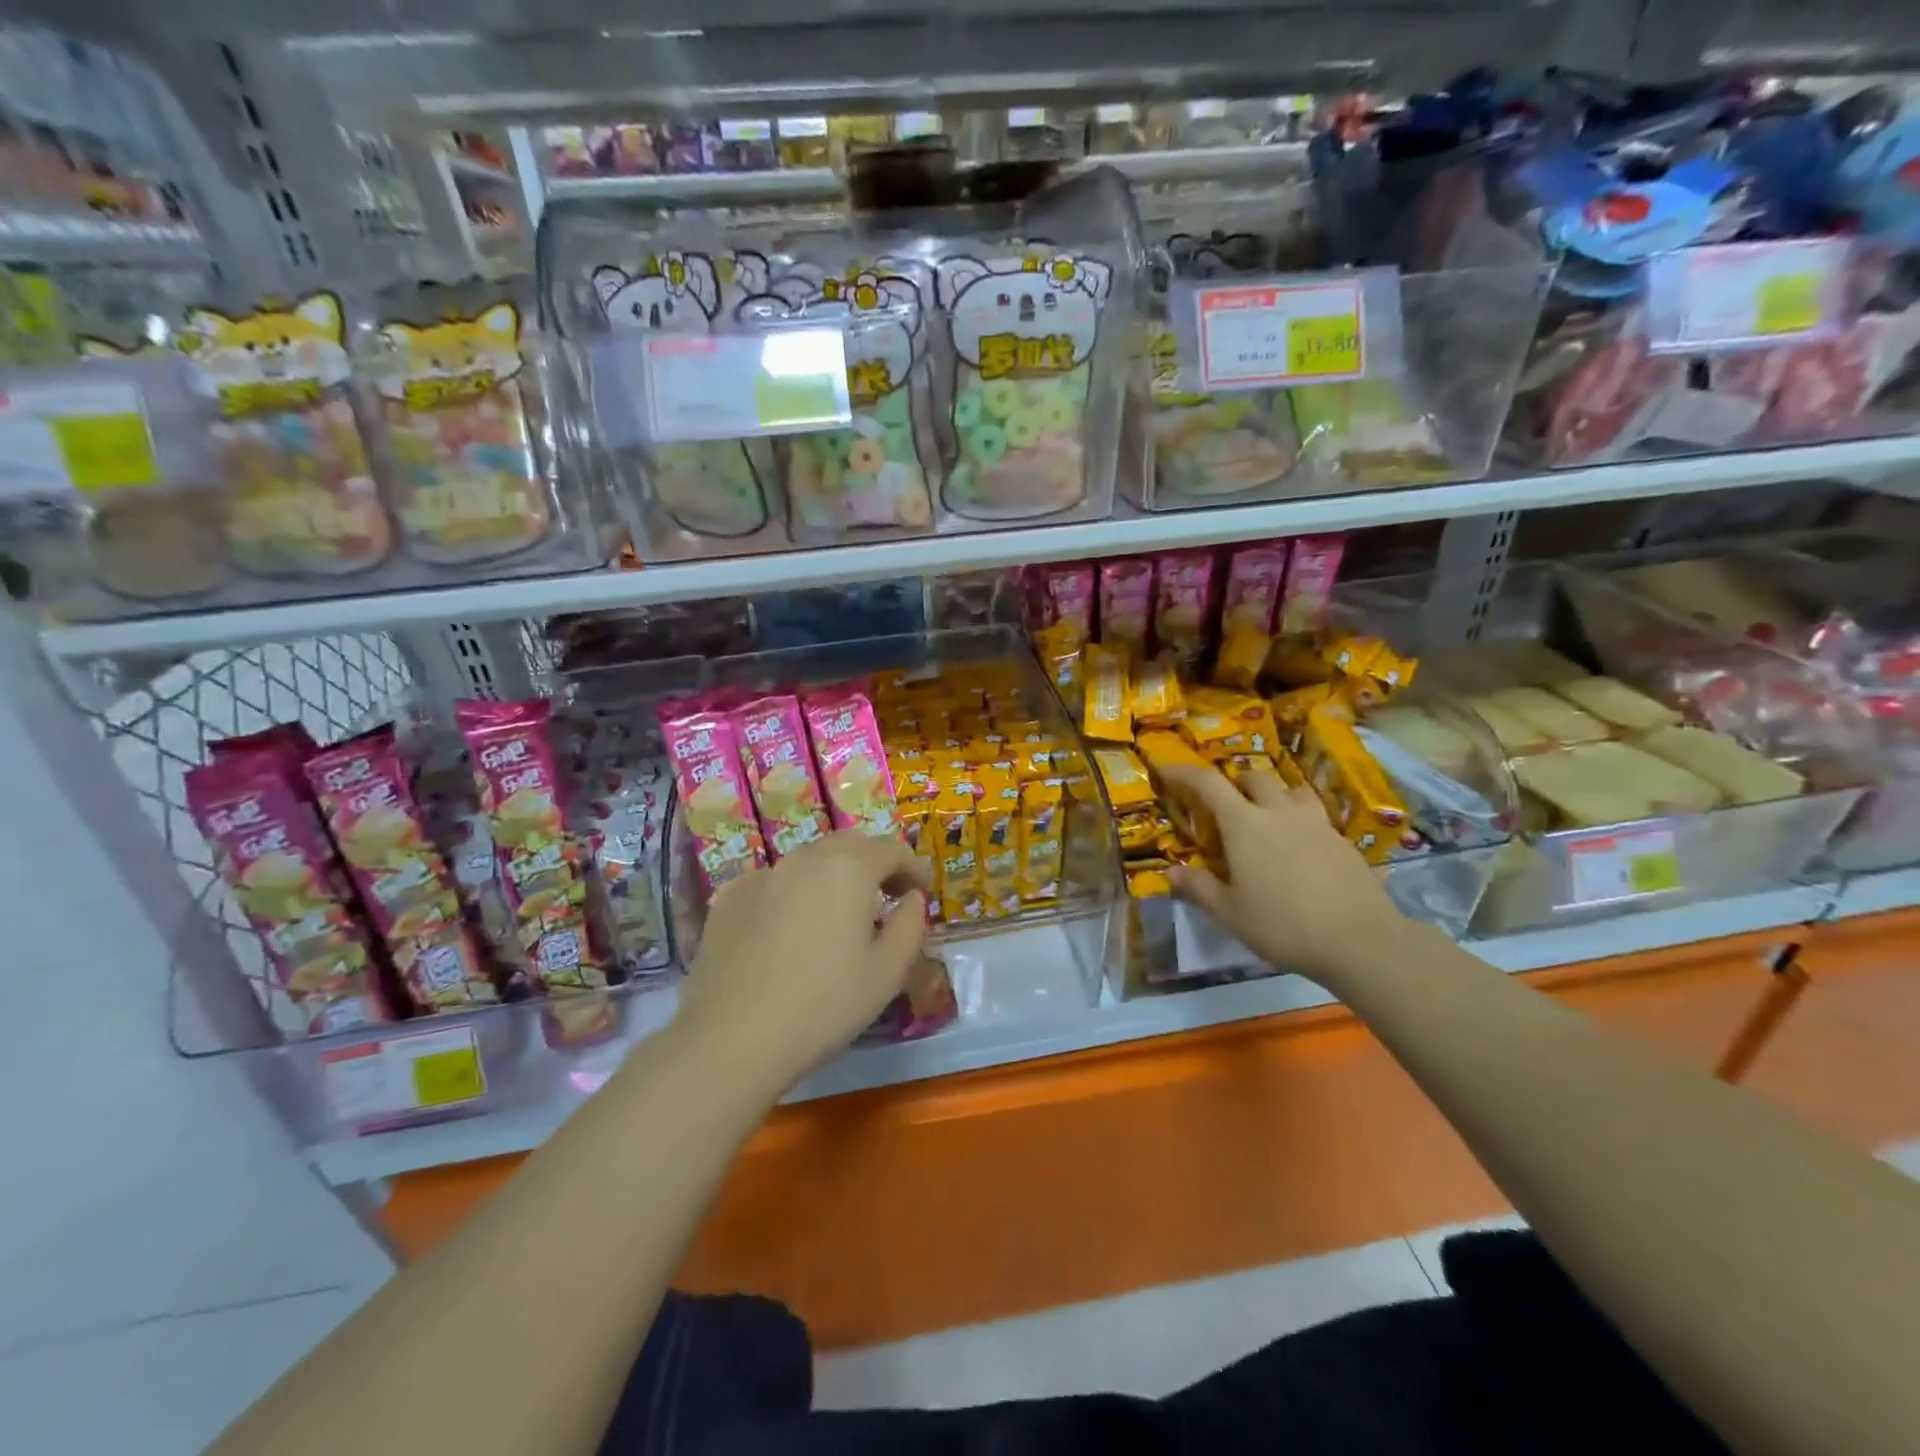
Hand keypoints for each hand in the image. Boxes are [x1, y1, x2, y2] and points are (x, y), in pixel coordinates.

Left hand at [675, 832, 929, 1091]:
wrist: (732, 1039)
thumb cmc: (824, 1006)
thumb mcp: (887, 972)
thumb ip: (910, 925)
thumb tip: (912, 899)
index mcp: (848, 869)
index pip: (891, 849)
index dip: (913, 867)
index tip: (922, 891)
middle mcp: (804, 859)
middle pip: (848, 844)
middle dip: (873, 862)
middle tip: (886, 896)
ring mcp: (762, 875)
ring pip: (808, 861)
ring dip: (832, 876)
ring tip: (838, 915)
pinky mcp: (728, 898)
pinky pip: (773, 882)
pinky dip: (793, 894)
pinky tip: (790, 931)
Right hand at [1159, 762, 1402, 988]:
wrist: (1360, 941)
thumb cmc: (1283, 925)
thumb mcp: (1230, 913)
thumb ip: (1199, 888)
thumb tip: (1172, 871)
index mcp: (1245, 825)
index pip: (1208, 783)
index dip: (1184, 772)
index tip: (1167, 768)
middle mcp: (1280, 813)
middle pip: (1255, 777)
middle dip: (1235, 783)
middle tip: (1225, 804)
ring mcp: (1316, 823)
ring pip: (1292, 790)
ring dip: (1274, 794)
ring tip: (1268, 817)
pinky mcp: (1343, 841)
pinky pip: (1316, 817)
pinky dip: (1300, 821)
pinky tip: (1301, 850)